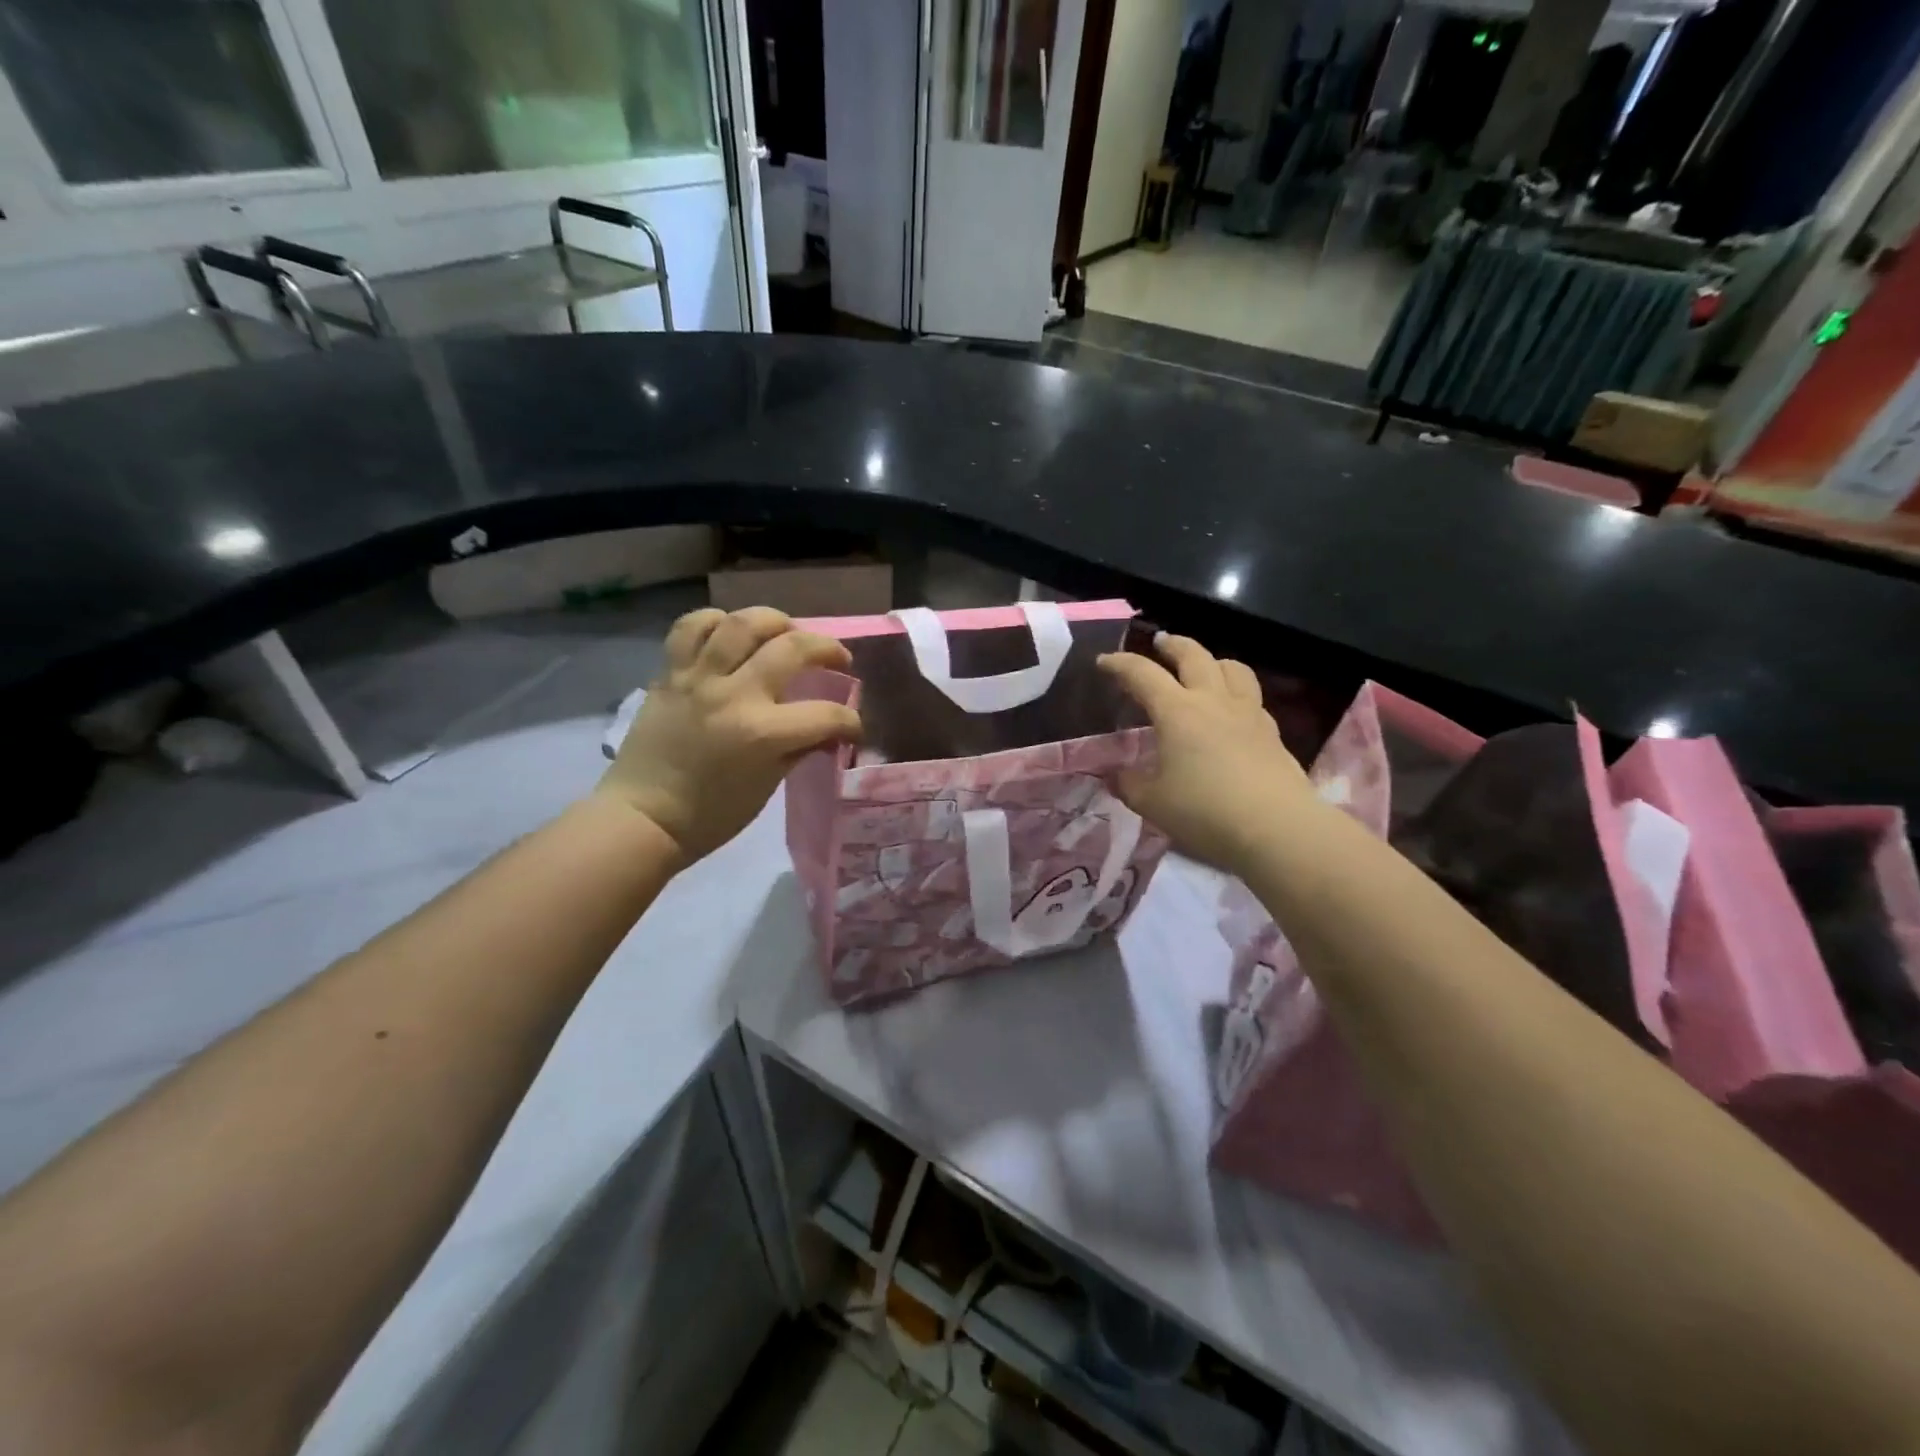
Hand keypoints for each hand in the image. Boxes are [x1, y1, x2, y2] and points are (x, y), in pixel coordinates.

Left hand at [600, 606, 861, 863]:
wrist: (643, 817)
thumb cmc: (711, 814)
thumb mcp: (767, 786)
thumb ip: (799, 749)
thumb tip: (828, 731)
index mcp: (762, 734)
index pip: (826, 715)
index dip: (850, 721)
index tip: (852, 727)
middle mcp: (734, 695)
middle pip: (792, 648)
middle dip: (827, 649)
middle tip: (836, 660)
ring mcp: (698, 679)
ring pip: (743, 623)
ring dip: (776, 621)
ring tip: (786, 633)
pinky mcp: (670, 673)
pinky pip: (690, 627)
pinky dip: (715, 621)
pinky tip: (730, 632)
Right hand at [1097, 634, 1314, 872]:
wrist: (1276, 828)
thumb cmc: (1204, 811)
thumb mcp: (1152, 803)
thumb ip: (1129, 784)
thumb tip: (1115, 775)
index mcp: (1177, 712)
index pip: (1142, 674)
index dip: (1120, 664)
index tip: (1103, 662)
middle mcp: (1212, 701)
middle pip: (1193, 655)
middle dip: (1172, 645)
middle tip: (1159, 643)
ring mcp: (1247, 713)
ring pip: (1232, 668)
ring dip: (1212, 660)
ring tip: (1203, 668)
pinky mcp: (1271, 732)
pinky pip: (1252, 697)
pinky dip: (1236, 692)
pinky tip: (1231, 711)